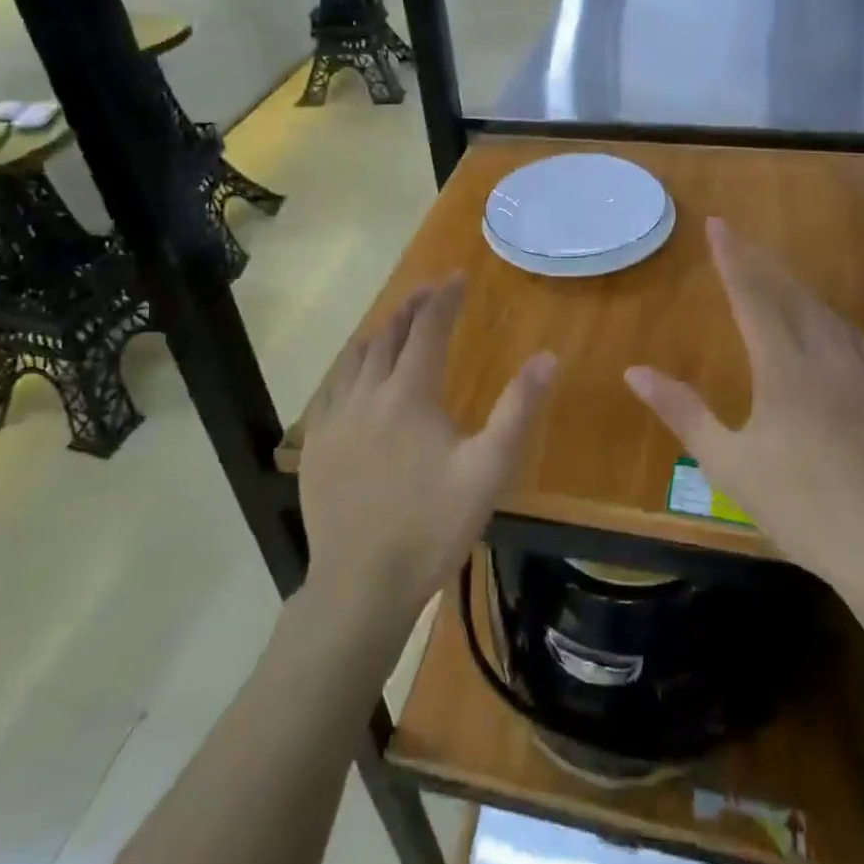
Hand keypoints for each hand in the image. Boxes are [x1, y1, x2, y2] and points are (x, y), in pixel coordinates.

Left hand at [299, 274, 556, 630]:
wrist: (360, 586)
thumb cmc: (431, 527)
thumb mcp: (488, 471)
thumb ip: (518, 411)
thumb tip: (547, 358)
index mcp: (409, 395)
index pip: (427, 329)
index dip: (444, 299)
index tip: (457, 277)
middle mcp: (367, 395)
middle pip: (388, 335)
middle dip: (412, 307)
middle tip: (430, 291)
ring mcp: (335, 420)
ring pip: (355, 358)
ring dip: (380, 332)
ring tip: (397, 323)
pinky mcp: (316, 446)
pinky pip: (331, 388)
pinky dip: (350, 366)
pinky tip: (356, 375)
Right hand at [624, 218, 863, 605]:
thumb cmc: (798, 506)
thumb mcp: (727, 463)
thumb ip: (682, 412)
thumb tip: (634, 371)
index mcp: (784, 369)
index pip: (752, 297)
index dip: (732, 258)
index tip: (717, 224)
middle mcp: (825, 358)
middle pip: (791, 295)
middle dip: (762, 262)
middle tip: (740, 237)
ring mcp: (861, 375)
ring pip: (826, 313)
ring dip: (797, 287)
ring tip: (777, 275)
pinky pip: (856, 339)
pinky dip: (833, 319)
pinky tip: (832, 327)